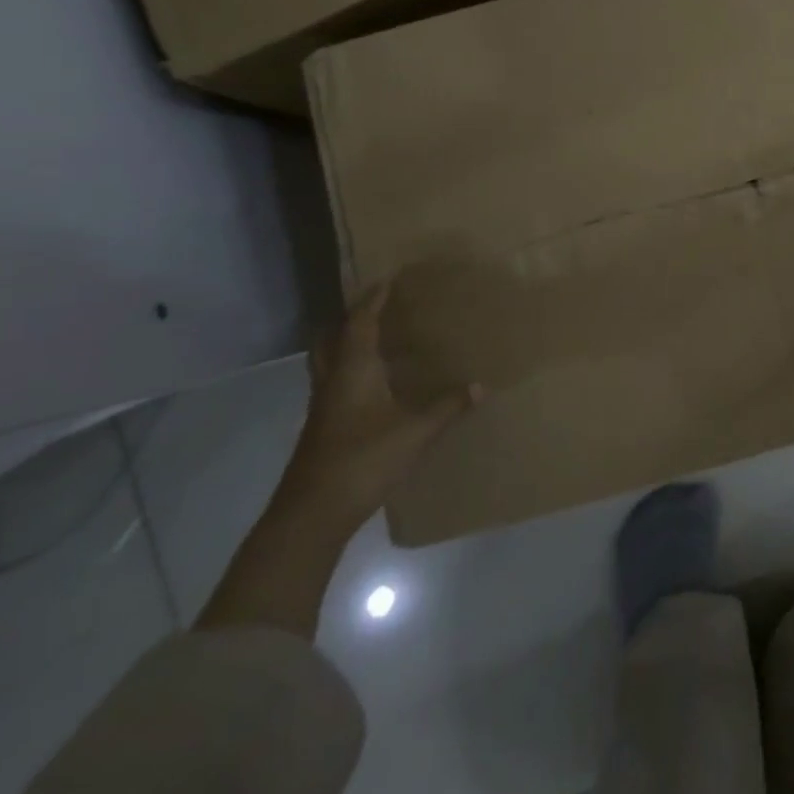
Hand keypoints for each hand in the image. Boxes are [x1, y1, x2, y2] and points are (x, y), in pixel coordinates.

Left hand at [276, 282, 479, 537]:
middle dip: (349, 318)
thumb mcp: (415, 432)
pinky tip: (372, 386)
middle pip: (331, 338)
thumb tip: (481, 386)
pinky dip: (350, 372)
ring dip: (346, 344)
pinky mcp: (322, 428)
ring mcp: (323, 406)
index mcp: (353, 370)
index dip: (374, 298)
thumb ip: (447, 407)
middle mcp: (333, 380)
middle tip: (374, 306)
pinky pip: (334, 384)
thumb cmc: (363, 460)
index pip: (360, 322)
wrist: (312, 514)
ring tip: (375, 339)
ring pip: (328, 362)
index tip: (388, 279)